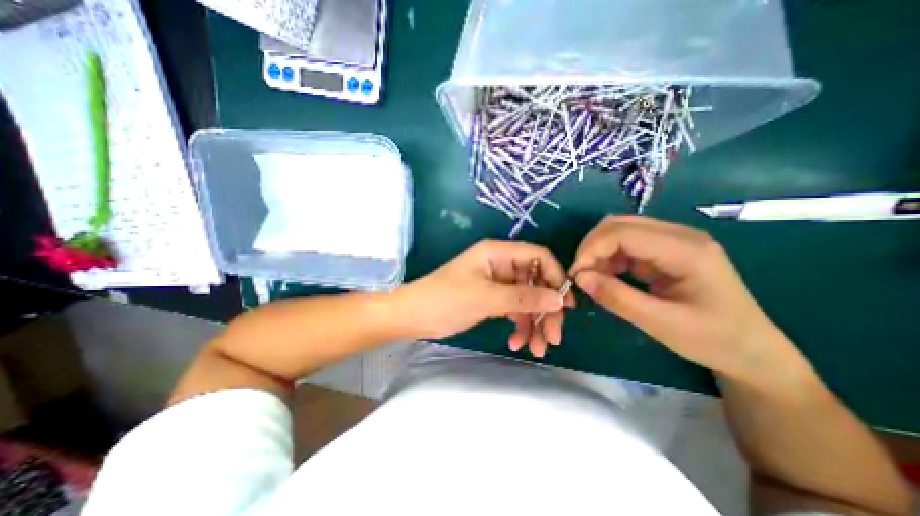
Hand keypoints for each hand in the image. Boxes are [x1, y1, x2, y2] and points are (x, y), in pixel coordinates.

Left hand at [398, 239, 572, 355]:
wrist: (414, 315)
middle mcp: (500, 264)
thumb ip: (524, 298)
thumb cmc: (446, 300)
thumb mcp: (486, 298)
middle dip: (545, 309)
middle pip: (535, 282)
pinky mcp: (491, 298)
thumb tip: (558, 299)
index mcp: (498, 253)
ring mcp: (496, 283)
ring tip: (536, 348)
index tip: (565, 305)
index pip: (538, 256)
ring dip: (533, 323)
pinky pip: (513, 310)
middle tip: (553, 337)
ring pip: (526, 299)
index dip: (555, 277)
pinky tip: (516, 342)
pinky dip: (518, 325)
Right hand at [573, 214, 798, 382]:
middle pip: (619, 225)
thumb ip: (617, 298)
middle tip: (580, 275)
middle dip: (592, 247)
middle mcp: (679, 235)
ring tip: (593, 278)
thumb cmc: (713, 339)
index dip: (592, 249)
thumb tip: (580, 277)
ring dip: (599, 252)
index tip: (575, 275)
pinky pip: (627, 244)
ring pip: (620, 231)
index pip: (623, 233)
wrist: (751, 350)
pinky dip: (610, 257)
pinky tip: (608, 276)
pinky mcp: (667, 250)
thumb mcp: (661, 324)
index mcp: (686, 250)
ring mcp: (674, 240)